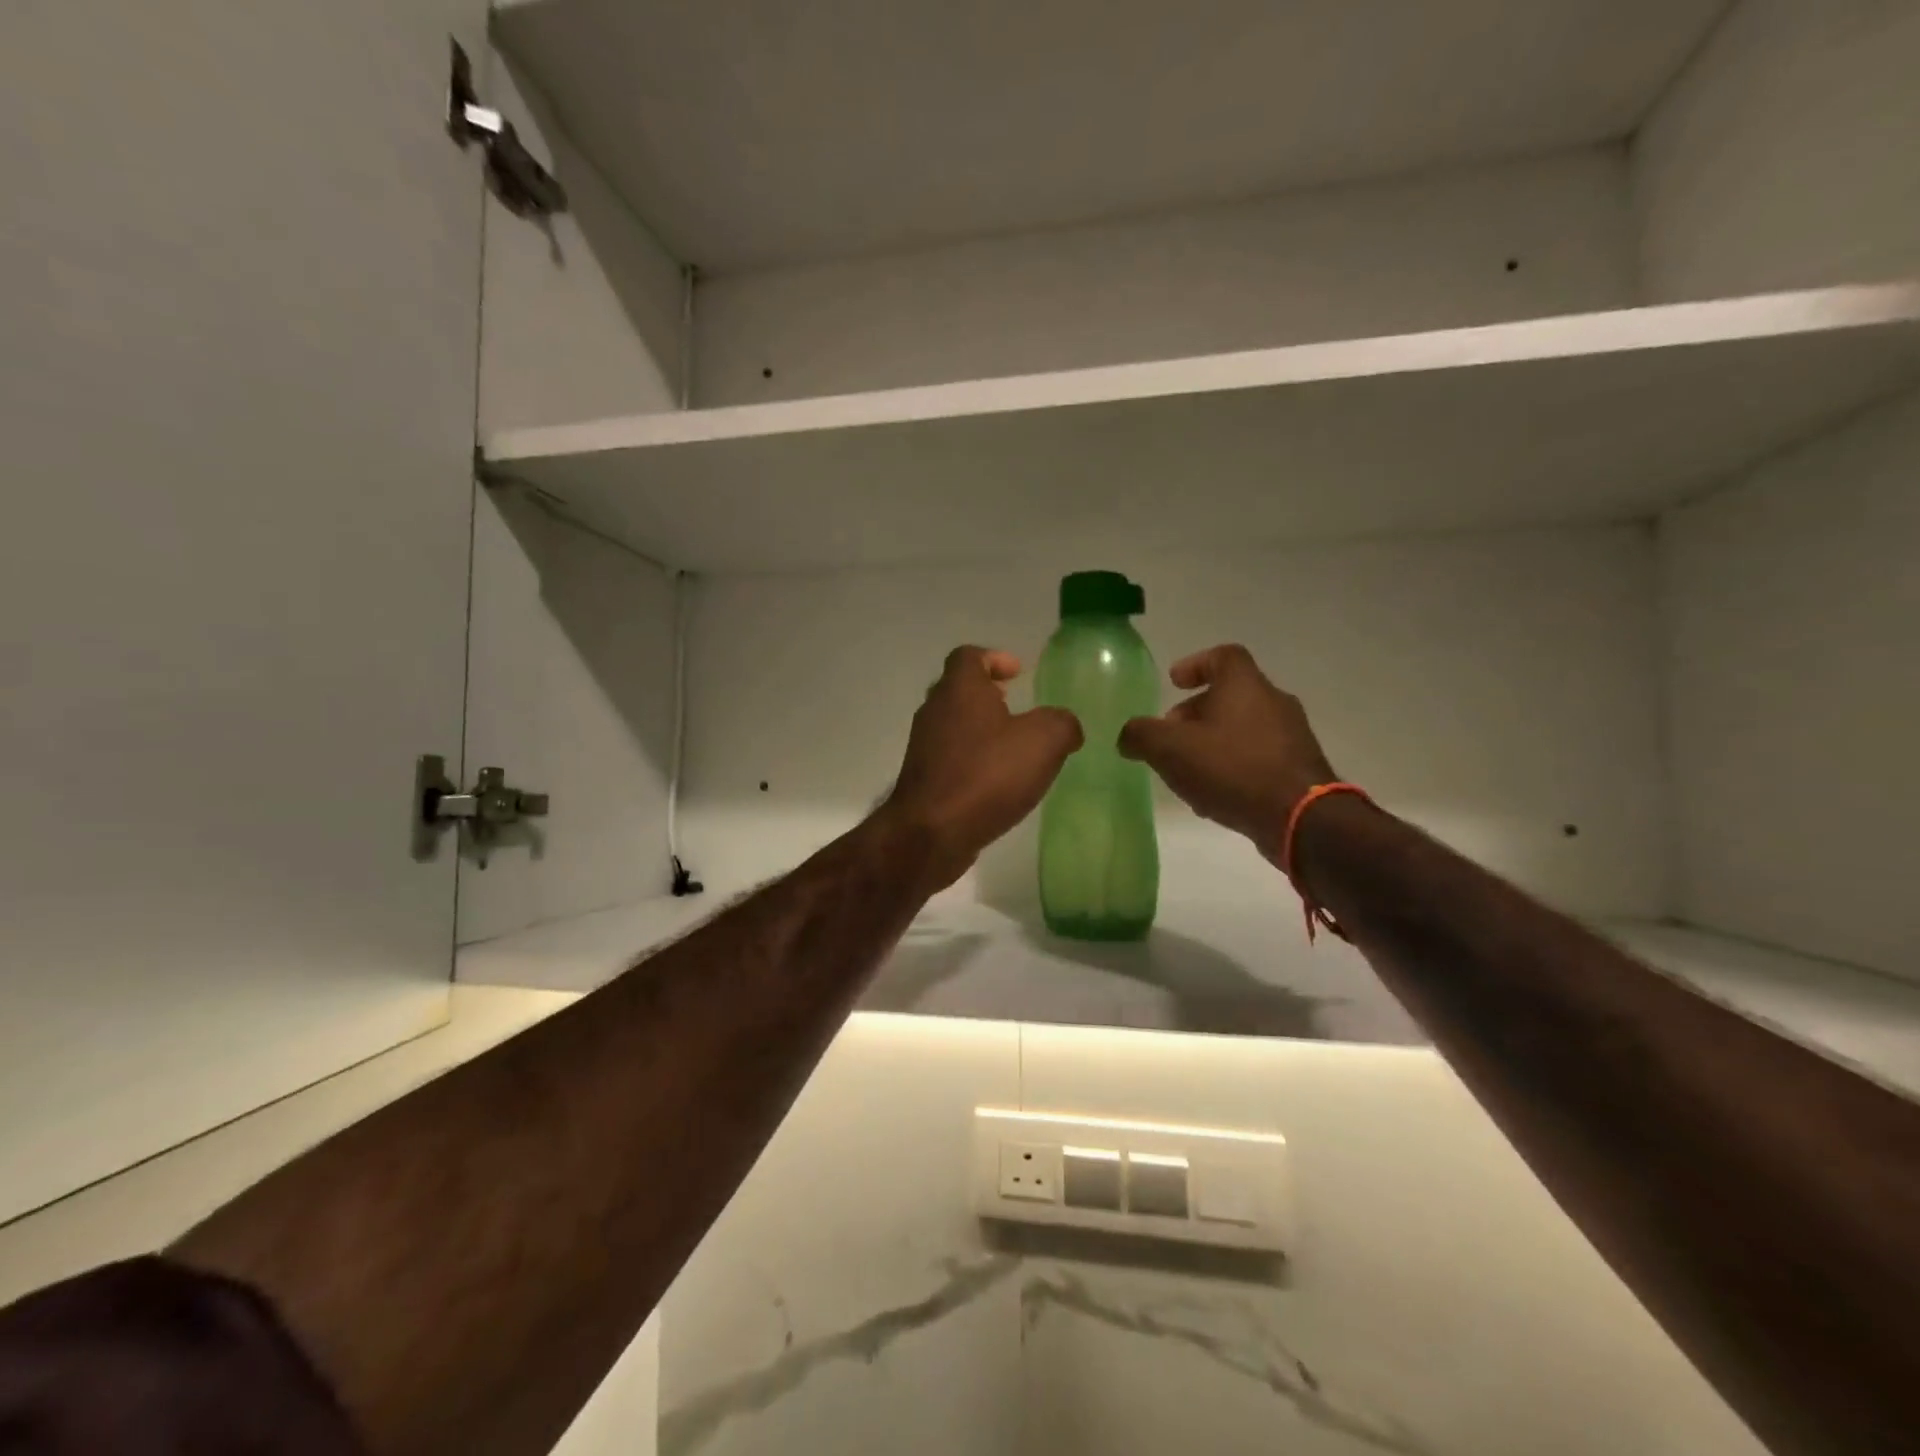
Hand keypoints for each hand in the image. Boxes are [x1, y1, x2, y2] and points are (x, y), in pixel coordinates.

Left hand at [879, 646, 1082, 891]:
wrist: (932, 833)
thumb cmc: (987, 775)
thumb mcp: (1044, 741)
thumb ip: (1062, 724)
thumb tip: (1066, 726)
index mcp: (960, 690)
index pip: (969, 656)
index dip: (995, 658)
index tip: (1018, 673)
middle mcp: (935, 711)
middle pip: (959, 689)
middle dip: (988, 695)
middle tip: (1016, 706)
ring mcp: (924, 746)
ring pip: (954, 725)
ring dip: (981, 730)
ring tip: (1013, 748)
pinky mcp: (923, 779)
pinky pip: (951, 757)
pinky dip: (973, 760)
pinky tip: (997, 782)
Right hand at [1118, 645, 1337, 861]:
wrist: (1299, 818)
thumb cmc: (1232, 768)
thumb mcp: (1170, 748)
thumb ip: (1141, 735)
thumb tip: (1128, 735)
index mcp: (1244, 685)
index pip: (1223, 656)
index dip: (1195, 665)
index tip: (1174, 683)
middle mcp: (1273, 702)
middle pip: (1230, 695)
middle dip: (1195, 713)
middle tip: (1170, 736)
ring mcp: (1291, 736)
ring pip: (1242, 729)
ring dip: (1212, 744)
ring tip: (1187, 772)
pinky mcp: (1299, 769)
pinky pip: (1257, 758)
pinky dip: (1232, 768)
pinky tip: (1214, 797)